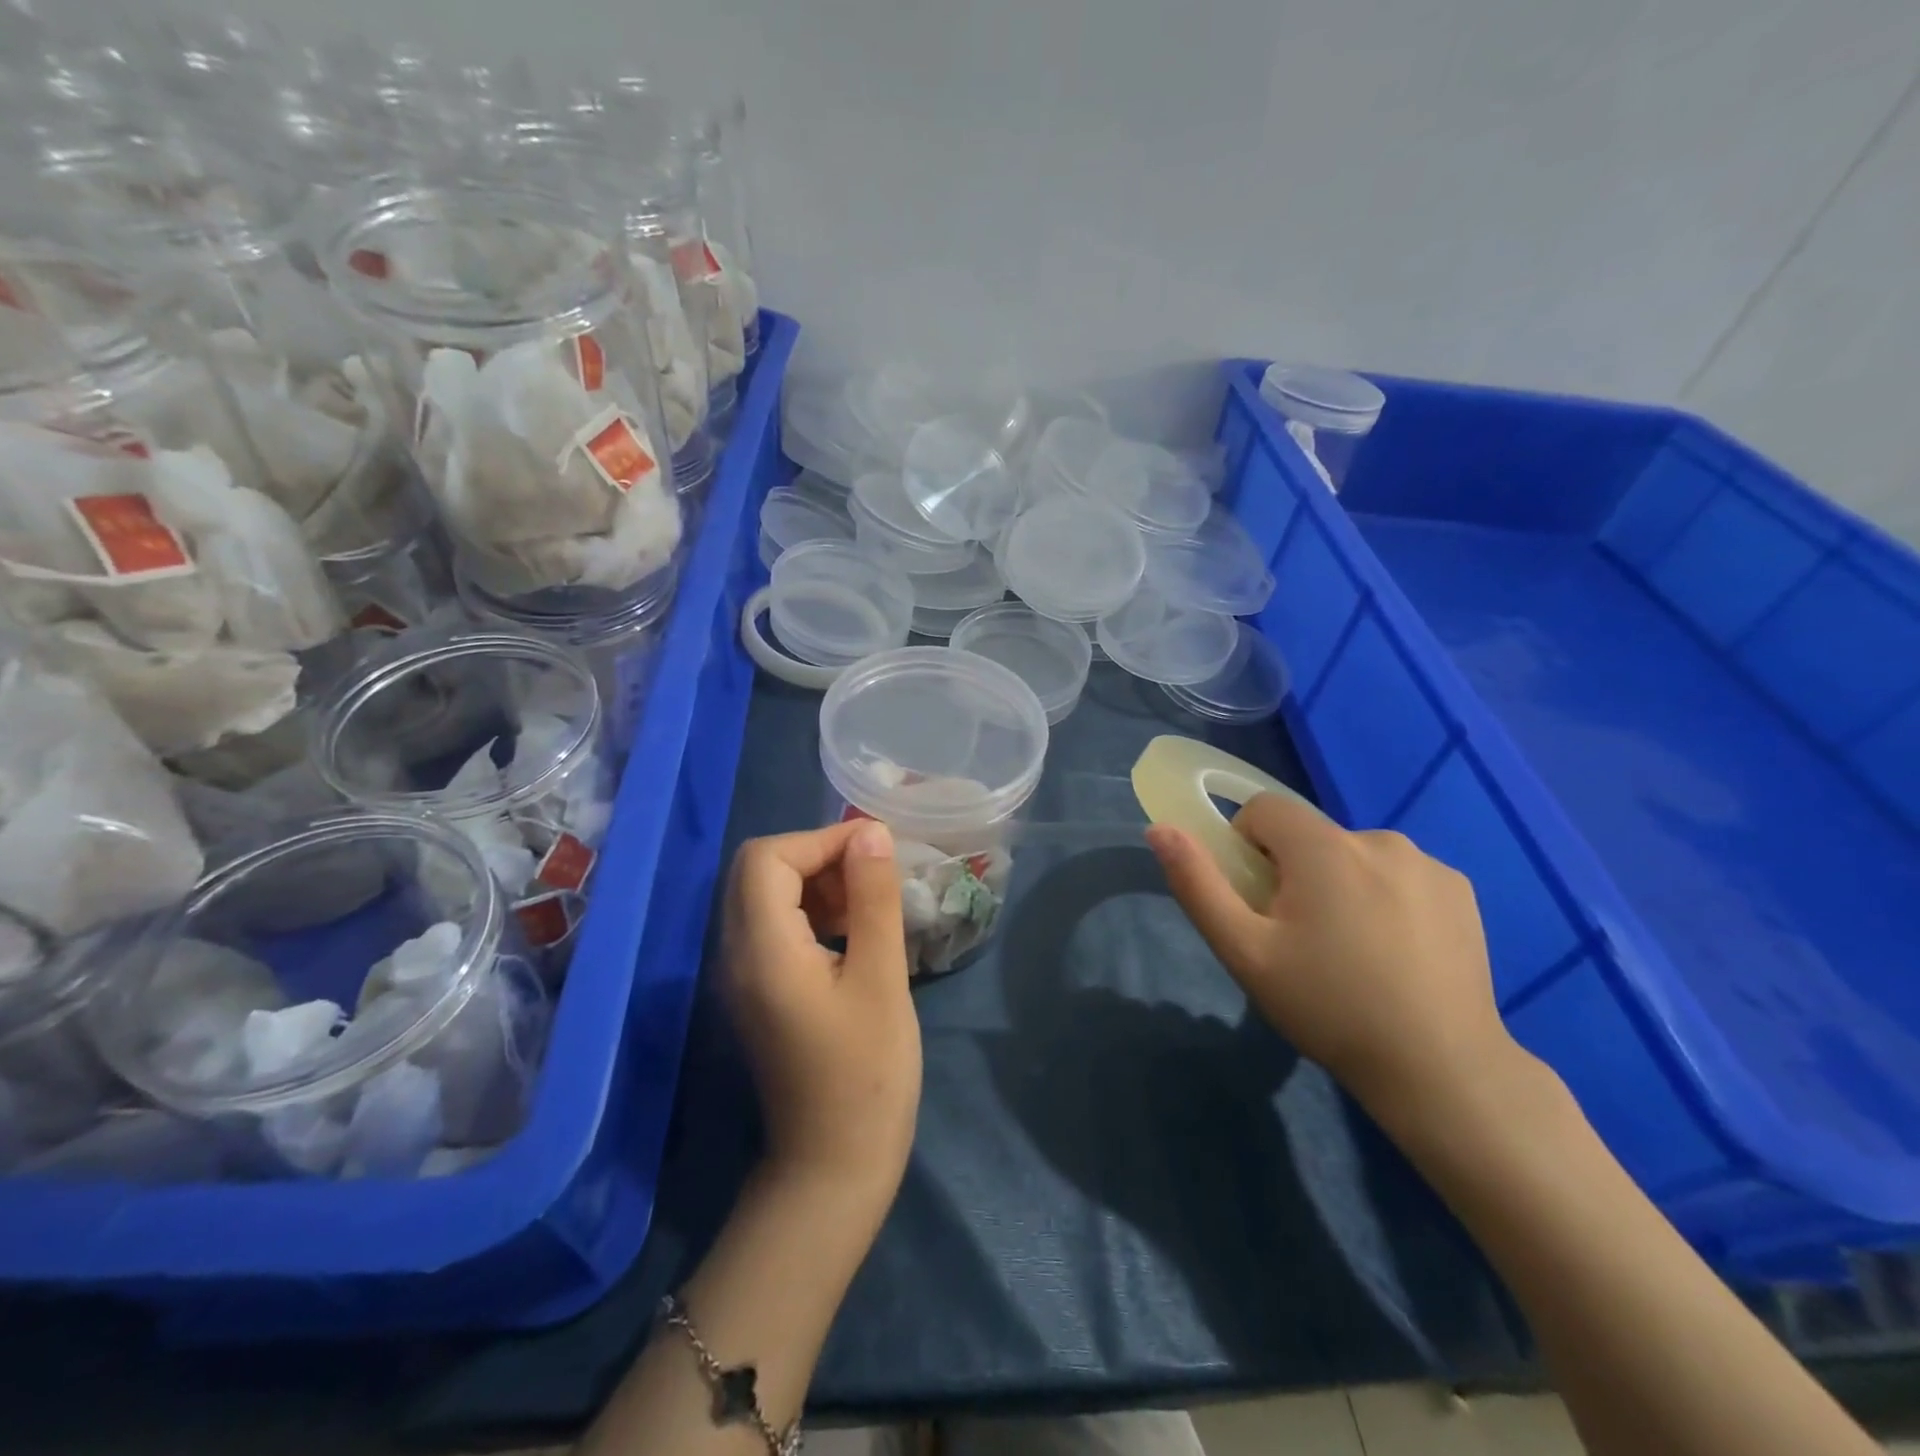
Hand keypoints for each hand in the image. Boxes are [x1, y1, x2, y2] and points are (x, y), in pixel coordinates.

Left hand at [721, 821, 920, 1203]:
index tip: (876, 849)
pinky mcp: (757, 990)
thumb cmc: (868, 1075)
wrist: (834, 1166)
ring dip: (815, 882)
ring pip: (765, 895)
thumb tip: (871, 833)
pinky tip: (853, 930)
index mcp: (762, 950)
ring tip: (870, 901)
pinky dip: (810, 911)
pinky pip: (774, 926)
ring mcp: (742, 975)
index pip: (767, 858)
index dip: (821, 840)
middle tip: (873, 873)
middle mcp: (736, 954)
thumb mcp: (882, 979)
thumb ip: (873, 899)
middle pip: (759, 871)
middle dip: (818, 856)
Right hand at [1147, 794, 1522, 1132]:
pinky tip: (1396, 951)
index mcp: (1323, 847)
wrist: (1439, 1069)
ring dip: (1340, 883)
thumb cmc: (1328, 1007)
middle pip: (1309, 835)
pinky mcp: (1460, 889)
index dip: (1247, 847)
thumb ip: (1198, 884)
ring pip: (1354, 854)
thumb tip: (1160, 829)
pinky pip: (1398, 874)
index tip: (1259, 902)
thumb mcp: (1245, 952)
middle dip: (1294, 872)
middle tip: (1302, 938)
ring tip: (1353, 950)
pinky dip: (1385, 896)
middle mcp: (1378, 838)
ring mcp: (1427, 863)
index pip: (1264, 809)